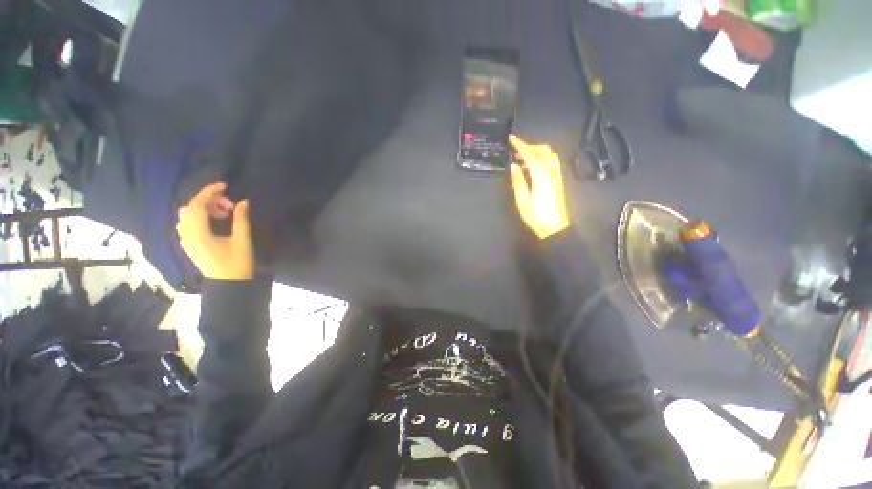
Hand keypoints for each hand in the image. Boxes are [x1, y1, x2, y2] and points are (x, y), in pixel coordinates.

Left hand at [177, 182, 254, 280]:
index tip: (225, 185)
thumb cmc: (237, 263)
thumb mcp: (242, 240)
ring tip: (224, 214)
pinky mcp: (189, 244)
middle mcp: (187, 235)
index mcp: (198, 233)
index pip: (197, 205)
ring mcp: (186, 240)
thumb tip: (243, 201)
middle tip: (230, 206)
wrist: (229, 284)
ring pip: (188, 215)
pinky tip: (214, 221)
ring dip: (204, 209)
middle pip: (190, 208)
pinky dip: (199, 217)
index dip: (209, 192)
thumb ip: (241, 219)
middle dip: (209, 201)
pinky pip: (188, 224)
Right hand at [509, 135, 570, 239]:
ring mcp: (557, 175)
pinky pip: (552, 162)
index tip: (511, 138)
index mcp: (541, 175)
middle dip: (529, 146)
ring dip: (537, 151)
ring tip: (523, 159)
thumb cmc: (536, 215)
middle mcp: (551, 171)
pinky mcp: (558, 180)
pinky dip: (542, 158)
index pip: (530, 154)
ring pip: (549, 154)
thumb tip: (513, 166)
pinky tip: (533, 167)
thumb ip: (518, 181)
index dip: (520, 144)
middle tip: (516, 152)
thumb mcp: (522, 200)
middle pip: (543, 150)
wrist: (555, 227)